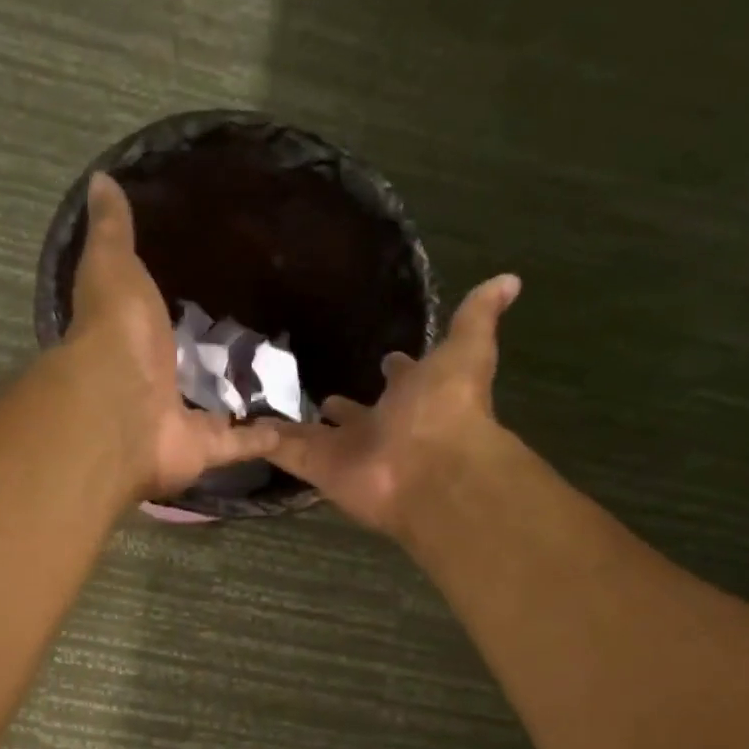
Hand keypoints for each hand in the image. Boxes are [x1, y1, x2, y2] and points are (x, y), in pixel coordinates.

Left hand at [60, 174, 279, 497]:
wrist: (121, 410)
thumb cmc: (115, 335)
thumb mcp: (112, 267)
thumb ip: (111, 231)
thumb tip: (100, 179)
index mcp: (127, 342)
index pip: (148, 325)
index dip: (165, 312)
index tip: (199, 292)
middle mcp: (149, 386)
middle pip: (182, 372)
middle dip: (207, 360)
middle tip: (250, 336)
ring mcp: (176, 421)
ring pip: (212, 411)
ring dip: (237, 402)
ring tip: (278, 378)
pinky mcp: (205, 449)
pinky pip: (240, 444)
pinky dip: (265, 439)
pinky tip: (295, 423)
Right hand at [266, 274, 521, 535]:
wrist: (429, 469)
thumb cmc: (447, 408)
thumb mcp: (466, 351)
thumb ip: (478, 318)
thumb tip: (510, 279)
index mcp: (415, 397)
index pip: (403, 379)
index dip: (396, 370)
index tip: (385, 357)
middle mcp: (380, 426)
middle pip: (356, 414)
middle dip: (343, 405)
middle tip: (320, 391)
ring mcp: (346, 449)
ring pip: (316, 435)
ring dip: (298, 425)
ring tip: (267, 406)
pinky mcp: (316, 466)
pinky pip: (283, 450)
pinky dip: (260, 439)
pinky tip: (238, 426)